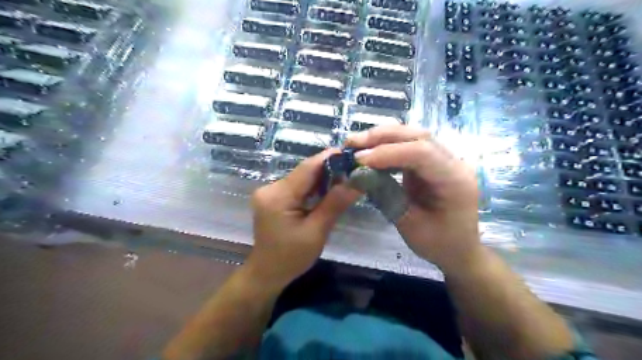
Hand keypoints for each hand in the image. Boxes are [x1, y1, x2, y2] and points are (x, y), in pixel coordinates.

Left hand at [248, 149, 363, 286]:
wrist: (266, 273)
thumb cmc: (291, 257)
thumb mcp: (316, 232)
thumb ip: (334, 204)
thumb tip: (357, 183)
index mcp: (278, 196)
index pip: (307, 168)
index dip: (329, 158)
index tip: (351, 154)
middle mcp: (270, 188)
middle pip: (304, 172)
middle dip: (329, 170)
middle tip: (353, 170)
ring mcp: (269, 192)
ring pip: (301, 178)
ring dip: (322, 179)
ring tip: (345, 180)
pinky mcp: (272, 198)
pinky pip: (296, 187)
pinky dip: (313, 188)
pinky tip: (327, 191)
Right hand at [346, 125, 481, 274]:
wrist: (459, 249)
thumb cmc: (439, 244)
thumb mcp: (410, 225)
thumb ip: (386, 196)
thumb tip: (358, 174)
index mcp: (455, 180)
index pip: (422, 153)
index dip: (388, 152)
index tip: (359, 160)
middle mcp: (453, 162)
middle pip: (418, 137)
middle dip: (382, 137)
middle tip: (352, 143)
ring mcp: (443, 160)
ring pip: (413, 136)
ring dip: (383, 137)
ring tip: (356, 143)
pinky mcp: (432, 162)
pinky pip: (409, 146)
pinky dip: (387, 146)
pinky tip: (370, 151)